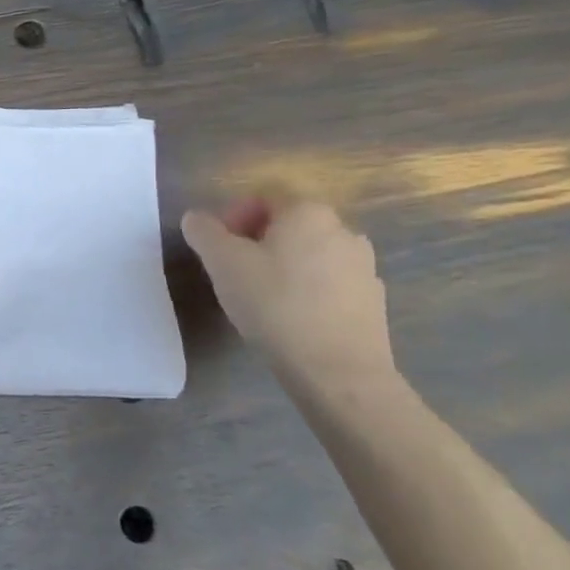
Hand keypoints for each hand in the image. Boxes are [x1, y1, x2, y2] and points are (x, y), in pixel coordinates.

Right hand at [181, 198, 396, 394]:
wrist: (338, 372)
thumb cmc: (274, 305)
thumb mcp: (222, 263)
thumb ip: (204, 232)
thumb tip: (196, 218)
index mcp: (308, 213)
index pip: (264, 197)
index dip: (233, 217)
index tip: (217, 248)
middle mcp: (343, 230)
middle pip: (288, 225)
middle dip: (257, 242)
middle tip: (232, 272)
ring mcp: (364, 267)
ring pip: (310, 254)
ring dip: (283, 266)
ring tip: (261, 297)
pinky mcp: (373, 302)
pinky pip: (329, 284)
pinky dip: (307, 291)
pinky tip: (290, 318)